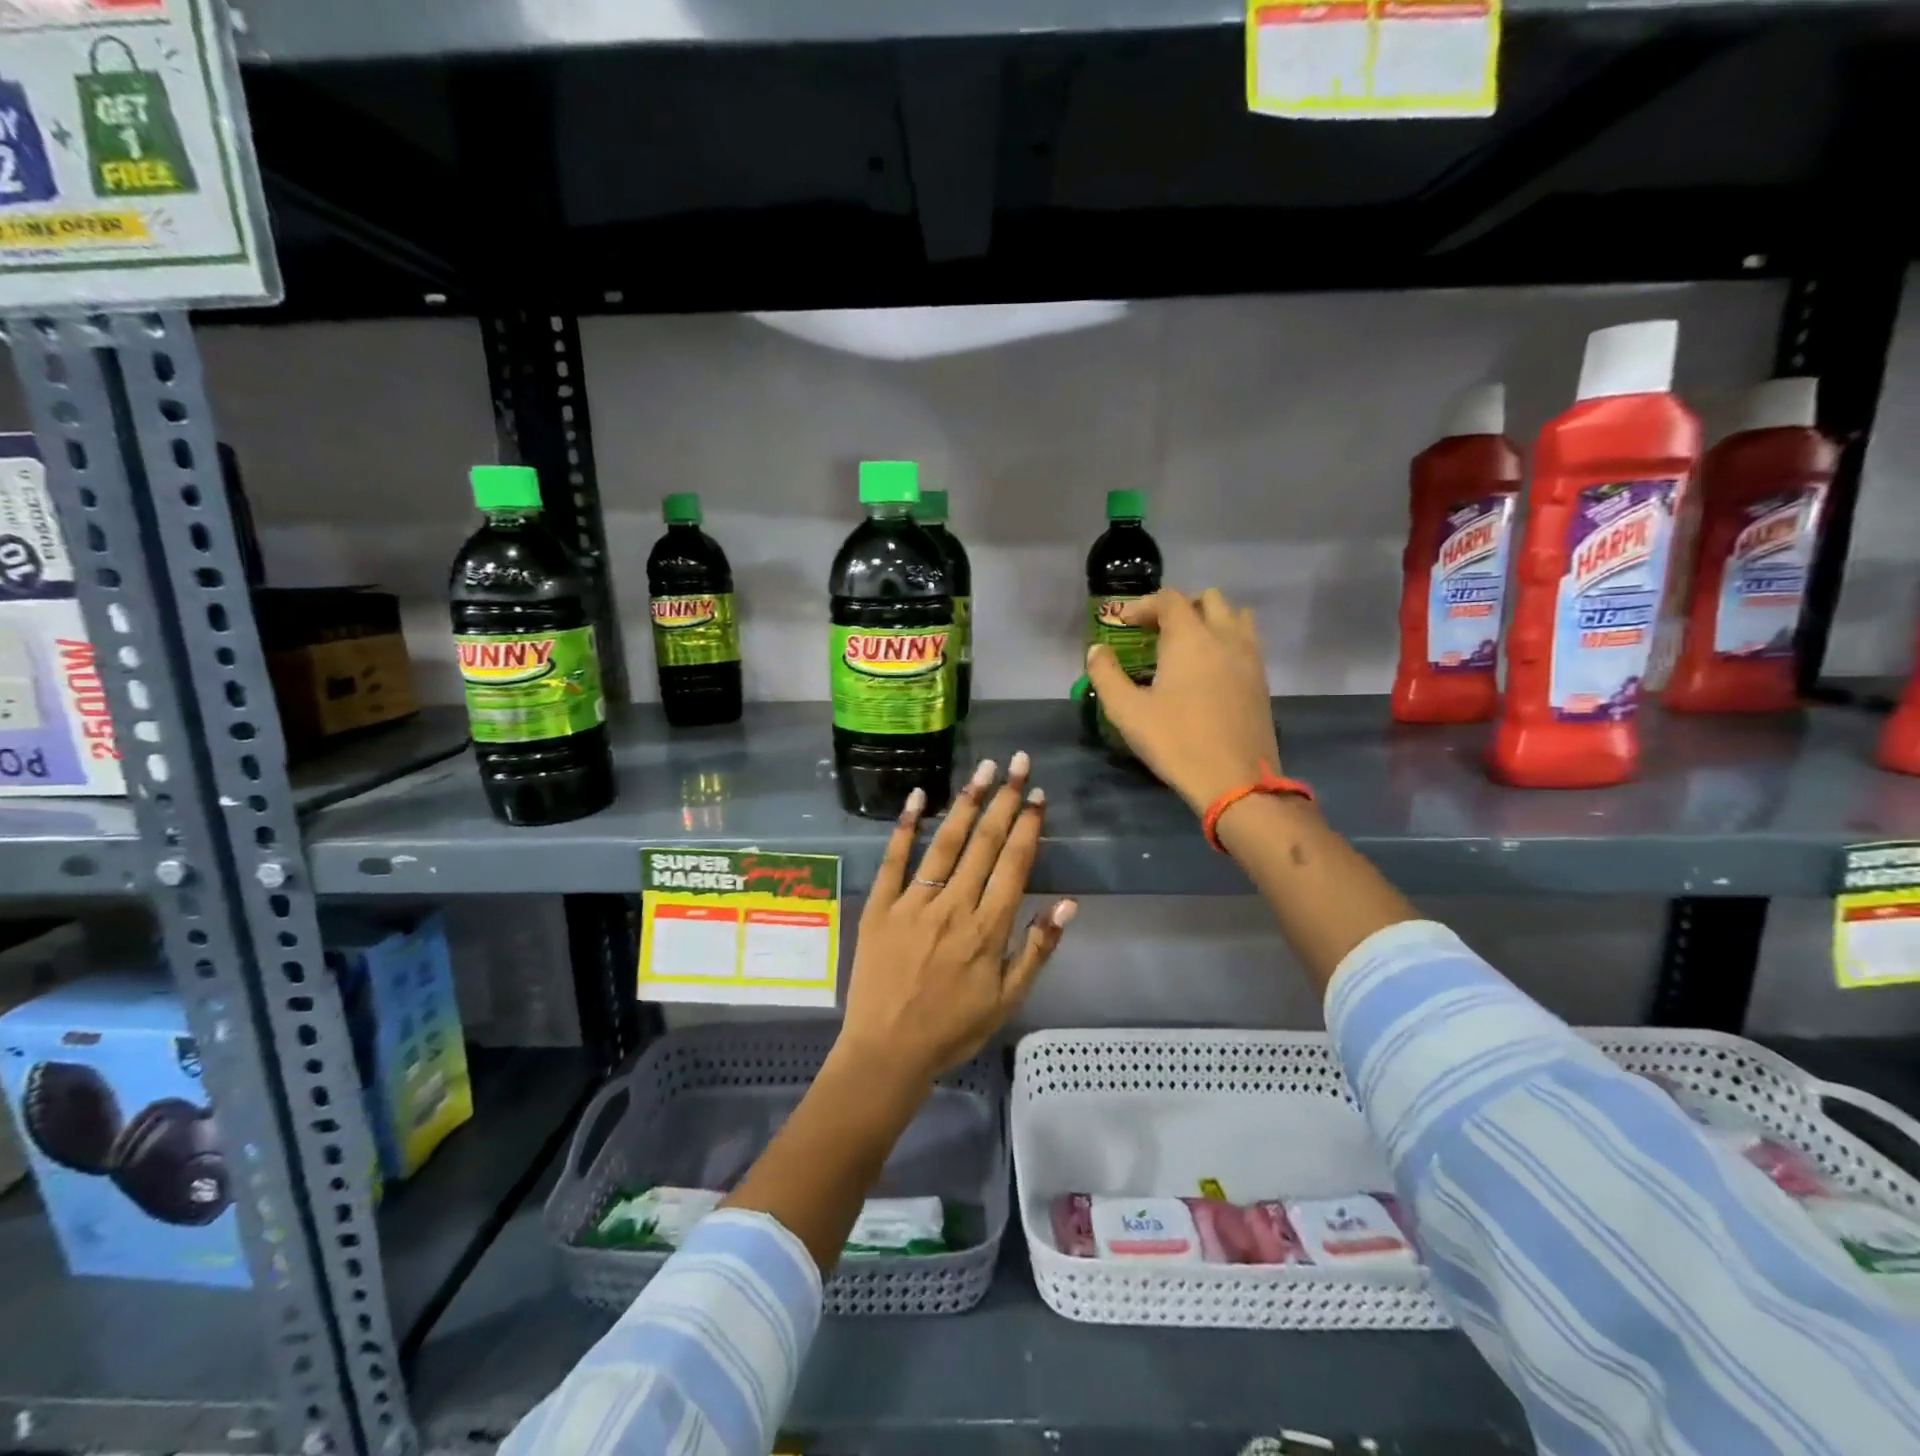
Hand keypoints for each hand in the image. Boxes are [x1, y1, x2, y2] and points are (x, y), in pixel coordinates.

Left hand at [838, 753, 1076, 1087]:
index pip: (1013, 864)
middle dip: (1003, 799)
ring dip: (965, 802)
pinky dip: (905, 827)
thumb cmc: (953, 1028)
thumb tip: (1068, 904)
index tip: (1036, 794)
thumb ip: (1037, 949)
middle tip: (1016, 761)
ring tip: (981, 768)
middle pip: (983, 843)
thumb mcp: (1007, 999)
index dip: (1027, 825)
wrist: (887, 1051)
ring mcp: (913, 904)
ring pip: (945, 843)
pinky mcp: (879, 907)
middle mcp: (953, 907)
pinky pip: (893, 860)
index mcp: (988, 928)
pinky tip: (917, 797)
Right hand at [1085, 588, 1281, 813]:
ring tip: (1187, 646)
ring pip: (1235, 617)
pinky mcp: (1261, 680)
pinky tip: (1208, 671)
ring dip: (1210, 619)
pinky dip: (1226, 641)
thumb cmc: (1176, 742)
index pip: (1169, 600)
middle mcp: (1224, 637)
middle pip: (1209, 599)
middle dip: (1180, 607)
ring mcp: (1249, 658)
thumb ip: (1106, 675)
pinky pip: (1246, 642)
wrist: (1235, 781)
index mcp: (1190, 638)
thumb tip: (1097, 651)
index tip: (1124, 624)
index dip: (1143, 605)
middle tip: (1156, 631)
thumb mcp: (1127, 711)